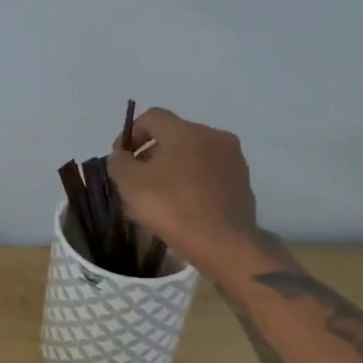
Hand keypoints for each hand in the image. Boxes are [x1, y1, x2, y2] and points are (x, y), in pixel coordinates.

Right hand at [105, 107, 262, 275]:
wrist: (224, 245)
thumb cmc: (173, 207)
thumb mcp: (130, 184)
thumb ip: (119, 162)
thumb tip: (121, 156)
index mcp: (186, 131)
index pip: (152, 117)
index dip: (131, 133)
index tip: (121, 158)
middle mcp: (214, 137)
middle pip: (174, 136)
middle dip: (152, 153)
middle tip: (137, 179)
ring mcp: (233, 160)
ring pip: (194, 156)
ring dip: (174, 169)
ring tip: (159, 196)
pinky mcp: (243, 184)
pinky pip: (210, 175)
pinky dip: (193, 183)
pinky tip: (182, 207)